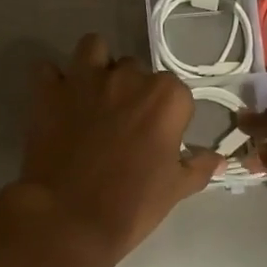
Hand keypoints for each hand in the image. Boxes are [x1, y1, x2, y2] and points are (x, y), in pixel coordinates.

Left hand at [17, 34, 219, 258]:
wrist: (68, 219)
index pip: (176, 92)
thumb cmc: (131, 205)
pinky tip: (57, 101)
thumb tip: (218, 160)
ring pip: (93, 48)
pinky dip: (53, 81)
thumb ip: (199, 167)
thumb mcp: (176, 189)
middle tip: (124, 125)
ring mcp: (84, 79)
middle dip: (132, 90)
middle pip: (135, 70)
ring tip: (93, 95)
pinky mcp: (48, 91)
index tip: (160, 138)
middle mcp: (127, 77)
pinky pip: (48, 70)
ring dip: (96, 65)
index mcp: (166, 97)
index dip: (169, 115)